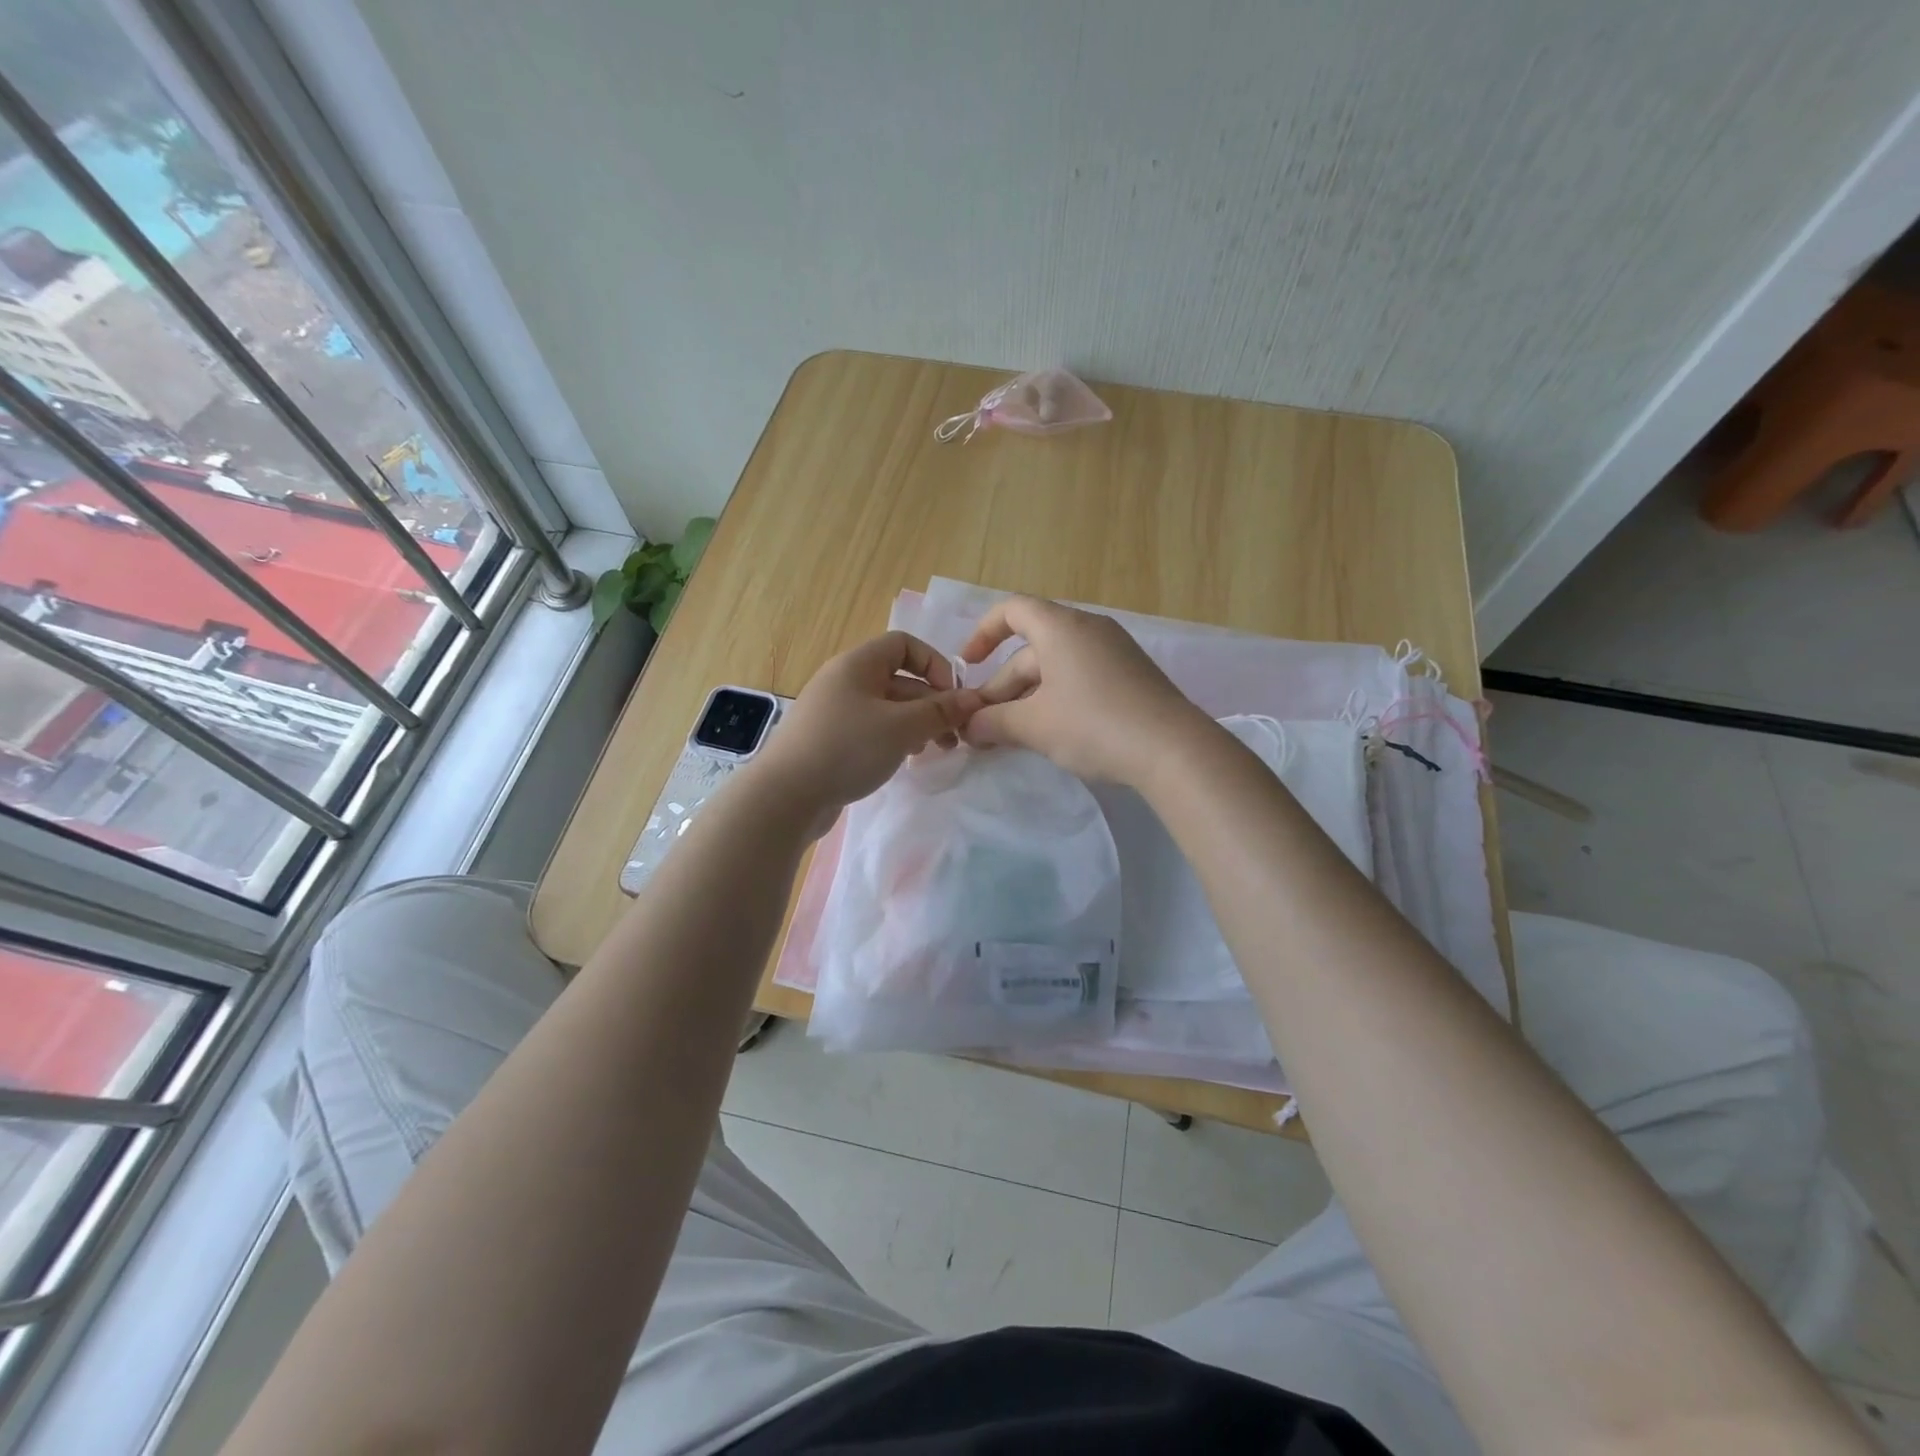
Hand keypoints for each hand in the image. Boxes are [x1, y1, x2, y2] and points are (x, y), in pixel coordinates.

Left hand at [753, 631, 979, 827]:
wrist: (785, 797)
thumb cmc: (847, 749)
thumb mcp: (902, 727)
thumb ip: (940, 712)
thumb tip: (973, 699)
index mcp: (857, 665)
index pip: (904, 644)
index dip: (934, 663)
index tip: (953, 696)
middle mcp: (844, 681)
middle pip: (899, 680)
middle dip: (931, 704)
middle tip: (955, 736)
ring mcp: (835, 712)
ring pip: (887, 709)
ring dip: (917, 724)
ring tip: (936, 751)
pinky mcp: (830, 741)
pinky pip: (871, 730)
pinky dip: (894, 740)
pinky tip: (906, 760)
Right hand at [959, 596, 1205, 784]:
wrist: (1174, 750)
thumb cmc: (1093, 725)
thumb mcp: (1034, 725)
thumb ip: (994, 722)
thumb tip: (969, 727)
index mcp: (1061, 628)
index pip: (1012, 610)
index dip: (983, 633)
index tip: (968, 666)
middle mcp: (1088, 630)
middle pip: (1031, 650)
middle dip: (1001, 688)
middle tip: (982, 729)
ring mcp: (1114, 653)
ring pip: (1055, 669)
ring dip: (1026, 699)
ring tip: (1009, 738)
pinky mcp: (1131, 678)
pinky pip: (1080, 679)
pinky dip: (1056, 701)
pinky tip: (1049, 735)